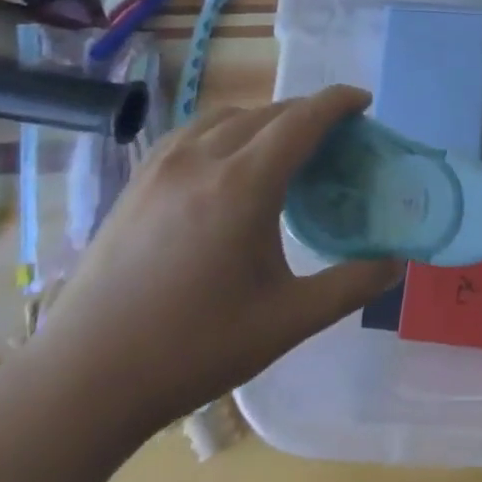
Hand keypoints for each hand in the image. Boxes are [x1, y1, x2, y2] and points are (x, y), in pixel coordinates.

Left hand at [27, 86, 399, 437]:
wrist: (84, 379)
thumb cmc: (194, 348)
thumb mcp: (286, 321)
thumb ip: (350, 286)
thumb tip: (397, 263)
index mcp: (243, 185)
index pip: (302, 119)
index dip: (337, 102)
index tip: (364, 102)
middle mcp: (203, 159)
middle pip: (268, 113)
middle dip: (307, 114)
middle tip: (335, 138)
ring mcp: (163, 166)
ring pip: (228, 116)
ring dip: (266, 119)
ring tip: (284, 148)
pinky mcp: (137, 181)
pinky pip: (194, 132)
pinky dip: (226, 129)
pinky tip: (228, 161)